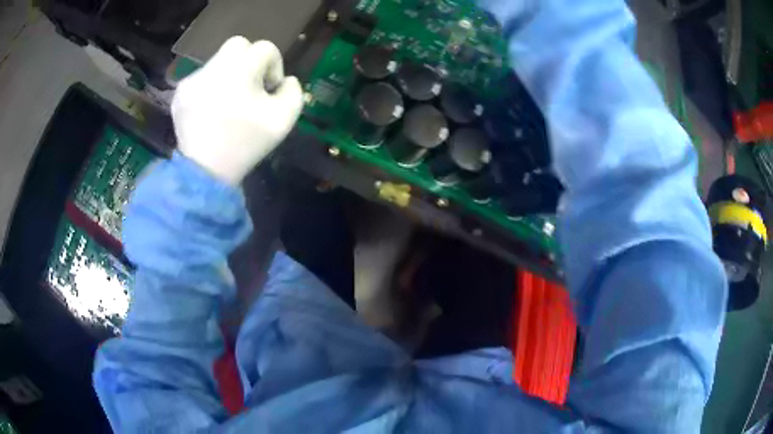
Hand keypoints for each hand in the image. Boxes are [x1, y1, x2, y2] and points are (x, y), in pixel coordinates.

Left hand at [172, 37, 303, 184]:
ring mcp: (193, 80)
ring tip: (229, 102)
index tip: (269, 91)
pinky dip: (210, 87)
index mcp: (240, 69)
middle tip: (251, 86)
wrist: (205, 173)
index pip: (266, 48)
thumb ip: (293, 91)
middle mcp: (214, 67)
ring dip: (229, 74)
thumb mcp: (284, 120)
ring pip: (218, 61)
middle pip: (238, 44)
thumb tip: (285, 80)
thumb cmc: (246, 145)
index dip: (274, 67)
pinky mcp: (180, 93)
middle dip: (250, 60)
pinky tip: (211, 110)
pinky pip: (201, 78)